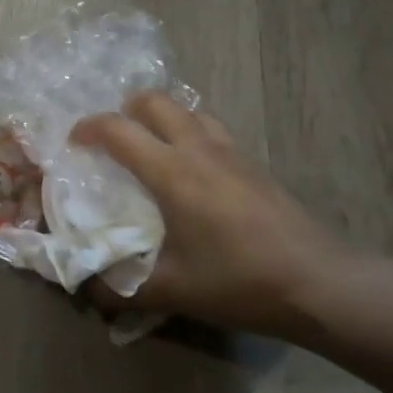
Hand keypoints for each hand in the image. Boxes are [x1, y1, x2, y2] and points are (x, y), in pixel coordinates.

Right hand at [71, 91, 348, 336]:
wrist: (319, 283)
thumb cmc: (239, 281)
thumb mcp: (172, 291)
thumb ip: (121, 288)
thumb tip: (85, 287)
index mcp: (172, 172)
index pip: (118, 129)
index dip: (88, 128)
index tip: (73, 143)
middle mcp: (199, 148)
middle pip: (155, 101)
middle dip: (125, 109)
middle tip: (112, 138)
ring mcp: (231, 151)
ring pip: (188, 110)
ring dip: (161, 117)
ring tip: (150, 147)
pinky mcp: (253, 163)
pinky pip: (211, 129)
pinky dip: (189, 132)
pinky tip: (191, 171)